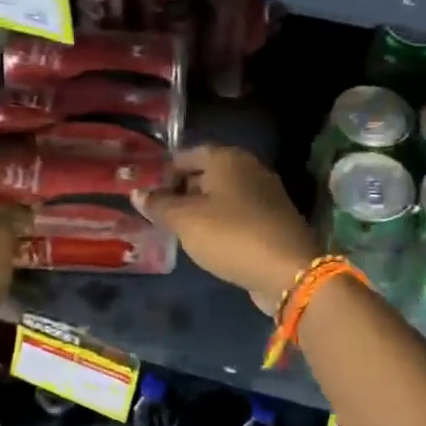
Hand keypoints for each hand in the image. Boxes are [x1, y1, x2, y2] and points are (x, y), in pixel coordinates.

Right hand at [135, 145, 318, 312]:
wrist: (289, 271)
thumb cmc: (231, 235)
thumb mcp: (186, 220)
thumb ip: (159, 204)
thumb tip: (137, 192)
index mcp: (228, 158)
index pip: (189, 154)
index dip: (166, 170)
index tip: (148, 190)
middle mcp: (249, 168)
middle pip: (207, 173)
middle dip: (182, 189)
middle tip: (158, 210)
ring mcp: (266, 194)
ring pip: (223, 195)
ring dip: (201, 208)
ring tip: (177, 227)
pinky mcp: (273, 220)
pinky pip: (238, 214)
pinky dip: (220, 222)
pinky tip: (207, 240)